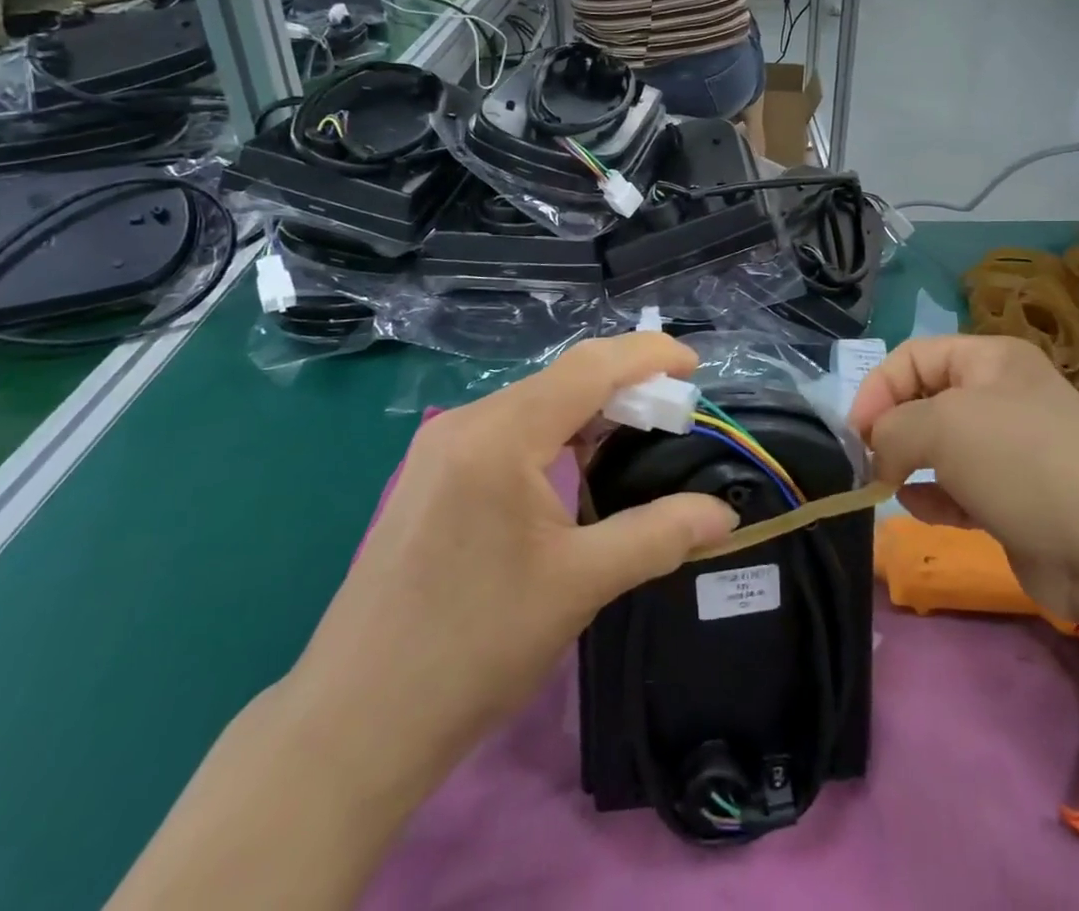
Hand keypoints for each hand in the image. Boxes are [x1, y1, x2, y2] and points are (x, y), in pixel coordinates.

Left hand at [284, 335, 737, 807]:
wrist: (354, 724)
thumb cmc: (473, 648)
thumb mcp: (580, 585)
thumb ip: (659, 535)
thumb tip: (725, 515)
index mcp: (500, 435)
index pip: (590, 366)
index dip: (649, 355)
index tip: (696, 365)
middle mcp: (466, 423)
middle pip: (562, 378)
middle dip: (625, 385)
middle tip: (676, 413)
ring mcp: (440, 446)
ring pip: (534, 402)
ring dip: (590, 410)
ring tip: (638, 436)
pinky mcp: (431, 474)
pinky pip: (507, 428)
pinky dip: (554, 432)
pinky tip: (577, 463)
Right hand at [849, 335, 1078, 623]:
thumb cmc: (1020, 462)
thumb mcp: (941, 425)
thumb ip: (892, 429)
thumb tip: (878, 455)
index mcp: (990, 359)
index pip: (913, 356)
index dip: (878, 387)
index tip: (856, 433)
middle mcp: (1002, 396)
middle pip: (926, 400)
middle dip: (892, 428)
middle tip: (869, 462)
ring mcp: (1012, 451)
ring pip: (941, 447)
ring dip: (909, 464)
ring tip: (886, 485)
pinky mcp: (1016, 500)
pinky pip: (960, 488)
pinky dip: (934, 495)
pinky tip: (916, 508)